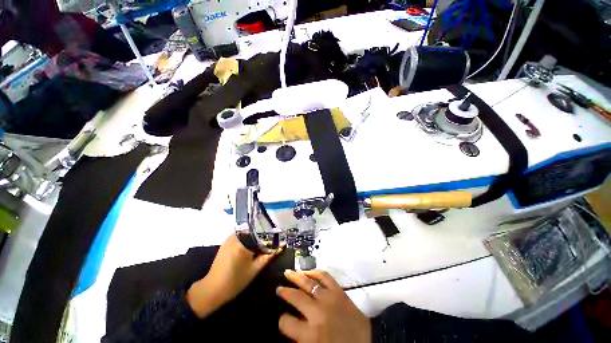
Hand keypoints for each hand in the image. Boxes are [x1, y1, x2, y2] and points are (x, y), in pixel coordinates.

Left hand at [186, 234, 280, 317]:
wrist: (212, 290)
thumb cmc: (236, 281)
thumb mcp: (255, 269)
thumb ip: (269, 255)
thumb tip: (281, 247)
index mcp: (243, 242)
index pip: (262, 235)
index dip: (271, 239)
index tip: (278, 243)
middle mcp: (236, 237)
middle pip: (255, 232)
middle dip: (263, 238)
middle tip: (270, 246)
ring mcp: (229, 239)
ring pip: (248, 234)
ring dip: (255, 239)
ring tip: (261, 248)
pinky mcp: (226, 243)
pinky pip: (241, 237)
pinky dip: (248, 241)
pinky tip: (251, 249)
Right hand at [277, 270, 370, 342]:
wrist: (369, 341)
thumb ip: (301, 339)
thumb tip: (291, 324)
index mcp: (310, 335)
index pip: (287, 323)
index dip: (282, 320)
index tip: (283, 318)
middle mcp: (317, 313)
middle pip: (295, 298)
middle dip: (285, 292)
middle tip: (279, 288)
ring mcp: (328, 298)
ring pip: (308, 283)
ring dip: (296, 277)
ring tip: (288, 273)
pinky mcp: (338, 290)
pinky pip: (324, 276)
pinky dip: (315, 271)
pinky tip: (308, 270)